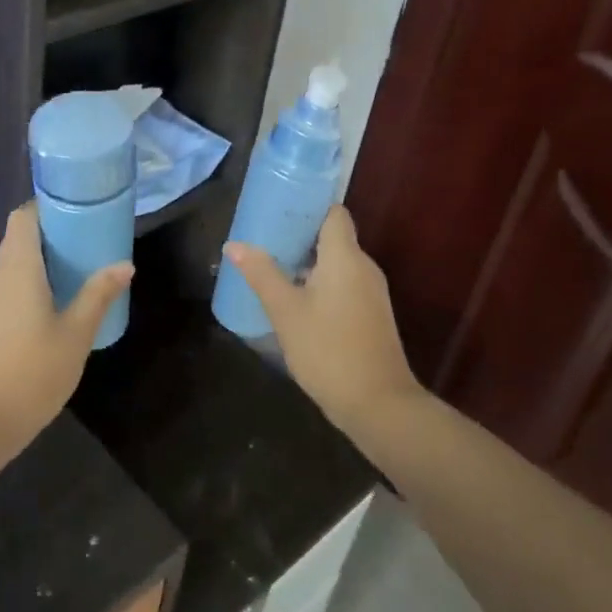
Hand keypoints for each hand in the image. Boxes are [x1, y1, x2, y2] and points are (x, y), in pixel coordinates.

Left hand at [0, 203, 132, 449]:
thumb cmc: (33, 371)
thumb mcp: (76, 333)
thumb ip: (98, 295)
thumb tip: (124, 264)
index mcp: (18, 268)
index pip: (23, 216)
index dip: (47, 206)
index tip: (77, 211)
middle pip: (18, 237)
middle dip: (50, 233)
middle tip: (86, 241)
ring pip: (11, 263)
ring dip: (40, 260)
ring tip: (75, 270)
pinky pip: (6, 286)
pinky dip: (28, 283)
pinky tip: (52, 304)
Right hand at [225, 206, 419, 422]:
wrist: (377, 404)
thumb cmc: (328, 349)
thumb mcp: (286, 311)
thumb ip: (261, 274)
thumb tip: (234, 244)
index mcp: (346, 257)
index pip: (333, 213)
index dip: (307, 206)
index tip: (278, 208)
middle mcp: (364, 268)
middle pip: (332, 237)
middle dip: (299, 235)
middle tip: (263, 238)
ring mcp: (370, 293)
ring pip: (336, 263)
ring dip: (306, 262)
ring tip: (271, 265)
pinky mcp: (369, 315)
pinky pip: (342, 284)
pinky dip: (318, 283)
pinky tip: (292, 298)